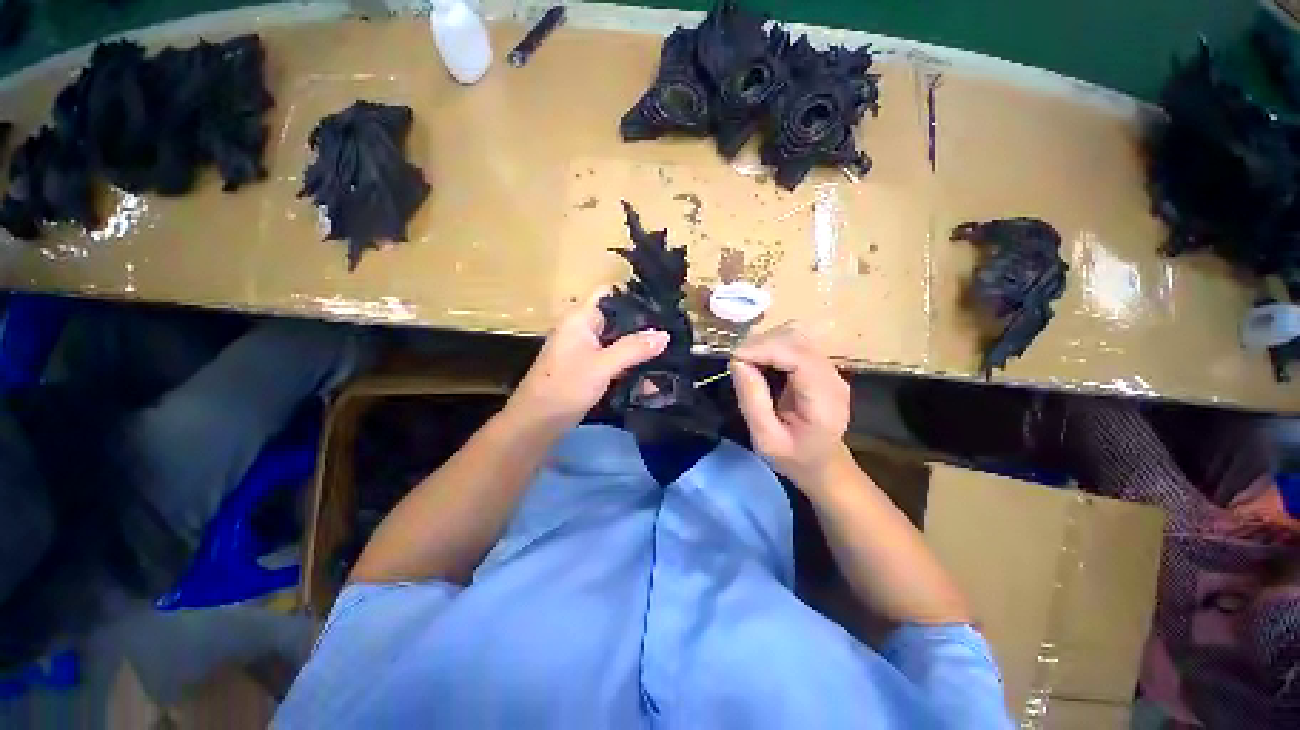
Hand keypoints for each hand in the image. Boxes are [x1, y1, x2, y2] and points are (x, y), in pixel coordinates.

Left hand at [508, 289, 668, 430]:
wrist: (538, 422)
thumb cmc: (565, 386)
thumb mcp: (603, 365)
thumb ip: (634, 348)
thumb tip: (665, 334)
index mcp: (580, 318)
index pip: (609, 294)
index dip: (634, 294)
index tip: (662, 302)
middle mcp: (583, 329)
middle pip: (617, 318)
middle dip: (643, 324)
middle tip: (673, 329)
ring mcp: (586, 350)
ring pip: (618, 341)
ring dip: (639, 346)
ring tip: (669, 349)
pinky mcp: (590, 368)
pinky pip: (615, 359)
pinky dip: (631, 364)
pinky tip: (652, 371)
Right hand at [729, 325, 850, 487]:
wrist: (822, 464)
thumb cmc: (793, 458)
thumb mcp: (765, 439)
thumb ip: (752, 400)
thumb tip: (737, 361)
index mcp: (824, 400)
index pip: (798, 356)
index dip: (764, 349)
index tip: (734, 358)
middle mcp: (832, 377)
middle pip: (796, 339)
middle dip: (761, 344)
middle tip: (736, 363)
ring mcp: (828, 368)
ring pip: (794, 335)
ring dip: (765, 342)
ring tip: (746, 362)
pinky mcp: (819, 365)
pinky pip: (793, 342)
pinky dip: (771, 345)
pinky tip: (759, 361)